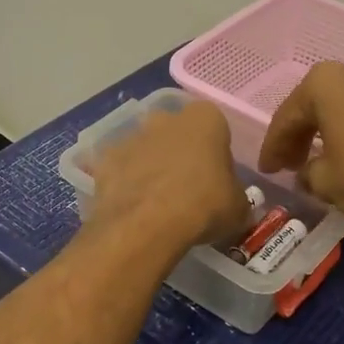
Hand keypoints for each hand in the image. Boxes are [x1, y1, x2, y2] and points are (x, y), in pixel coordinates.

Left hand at [89, 99, 251, 252]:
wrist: (147, 225)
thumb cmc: (204, 206)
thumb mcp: (238, 208)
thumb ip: (237, 197)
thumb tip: (235, 204)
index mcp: (205, 119)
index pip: (215, 126)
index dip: (216, 151)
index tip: (216, 176)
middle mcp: (166, 118)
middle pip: (176, 131)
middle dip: (180, 151)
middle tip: (187, 186)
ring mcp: (132, 136)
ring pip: (145, 147)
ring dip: (151, 165)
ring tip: (157, 201)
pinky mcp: (105, 159)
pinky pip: (119, 168)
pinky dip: (124, 182)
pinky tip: (132, 207)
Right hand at [258, 60, 343, 230]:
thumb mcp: (327, 183)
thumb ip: (309, 174)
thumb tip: (309, 173)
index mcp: (326, 82)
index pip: (287, 116)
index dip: (274, 147)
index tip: (268, 170)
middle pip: (319, 105)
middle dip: (303, 134)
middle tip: (291, 164)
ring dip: (334, 132)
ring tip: (326, 161)